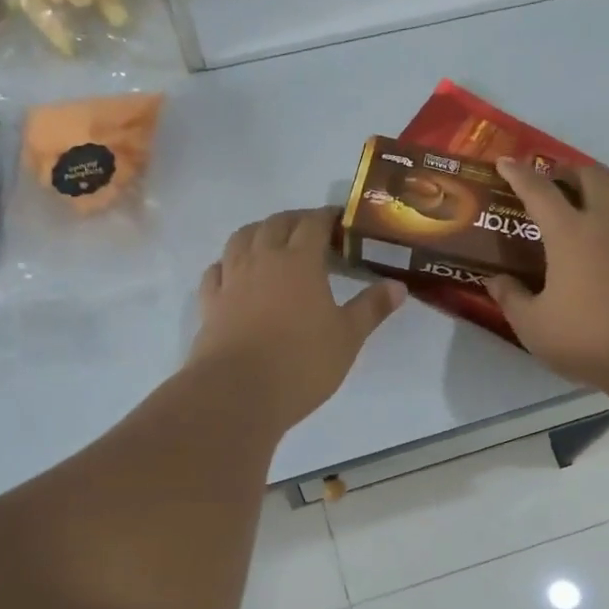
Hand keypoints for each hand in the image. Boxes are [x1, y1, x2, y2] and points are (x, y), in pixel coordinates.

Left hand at [189, 207, 404, 428]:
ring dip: (260, 232)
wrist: (237, 392)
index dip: (327, 217)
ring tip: (273, 243)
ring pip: (241, 238)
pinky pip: (217, 270)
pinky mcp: (210, 302)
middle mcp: (262, 259)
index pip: (313, 223)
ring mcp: (232, 279)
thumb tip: (398, 286)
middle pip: (275, 224)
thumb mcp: (348, 337)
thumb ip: (372, 308)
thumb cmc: (302, 362)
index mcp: (299, 261)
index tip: (341, 222)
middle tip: (312, 232)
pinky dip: (229, 262)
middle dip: (295, 220)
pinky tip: (236, 272)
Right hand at [484, 160, 608, 394]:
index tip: (506, 163)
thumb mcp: (535, 328)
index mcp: (569, 234)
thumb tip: (496, 281)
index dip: (519, 174)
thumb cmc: (592, 341)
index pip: (538, 191)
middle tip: (559, 180)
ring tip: (604, 187)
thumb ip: (512, 300)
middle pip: (591, 176)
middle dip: (570, 171)